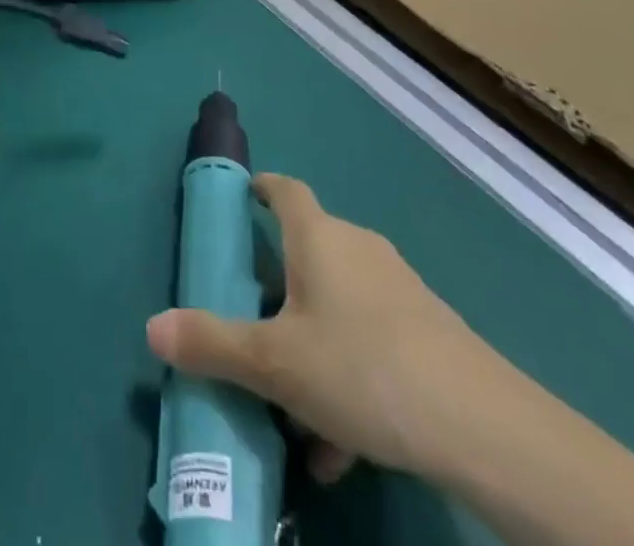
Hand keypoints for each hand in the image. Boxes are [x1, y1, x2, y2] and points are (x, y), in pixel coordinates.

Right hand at [146, 174, 485, 481]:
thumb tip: (152, 328)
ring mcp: (399, 289)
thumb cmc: (361, 368)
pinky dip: (349, 375)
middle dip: (279, 291)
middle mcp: (358, 249)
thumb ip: (212, 343)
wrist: (481, 426)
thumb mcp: (275, 363)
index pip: (286, 190)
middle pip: (309, 253)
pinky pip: (371, 341)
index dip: (263, 188)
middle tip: (254, 329)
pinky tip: (342, 445)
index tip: (244, 198)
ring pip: (340, 307)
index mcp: (318, 237)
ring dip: (312, 347)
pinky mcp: (428, 331)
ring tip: (295, 413)